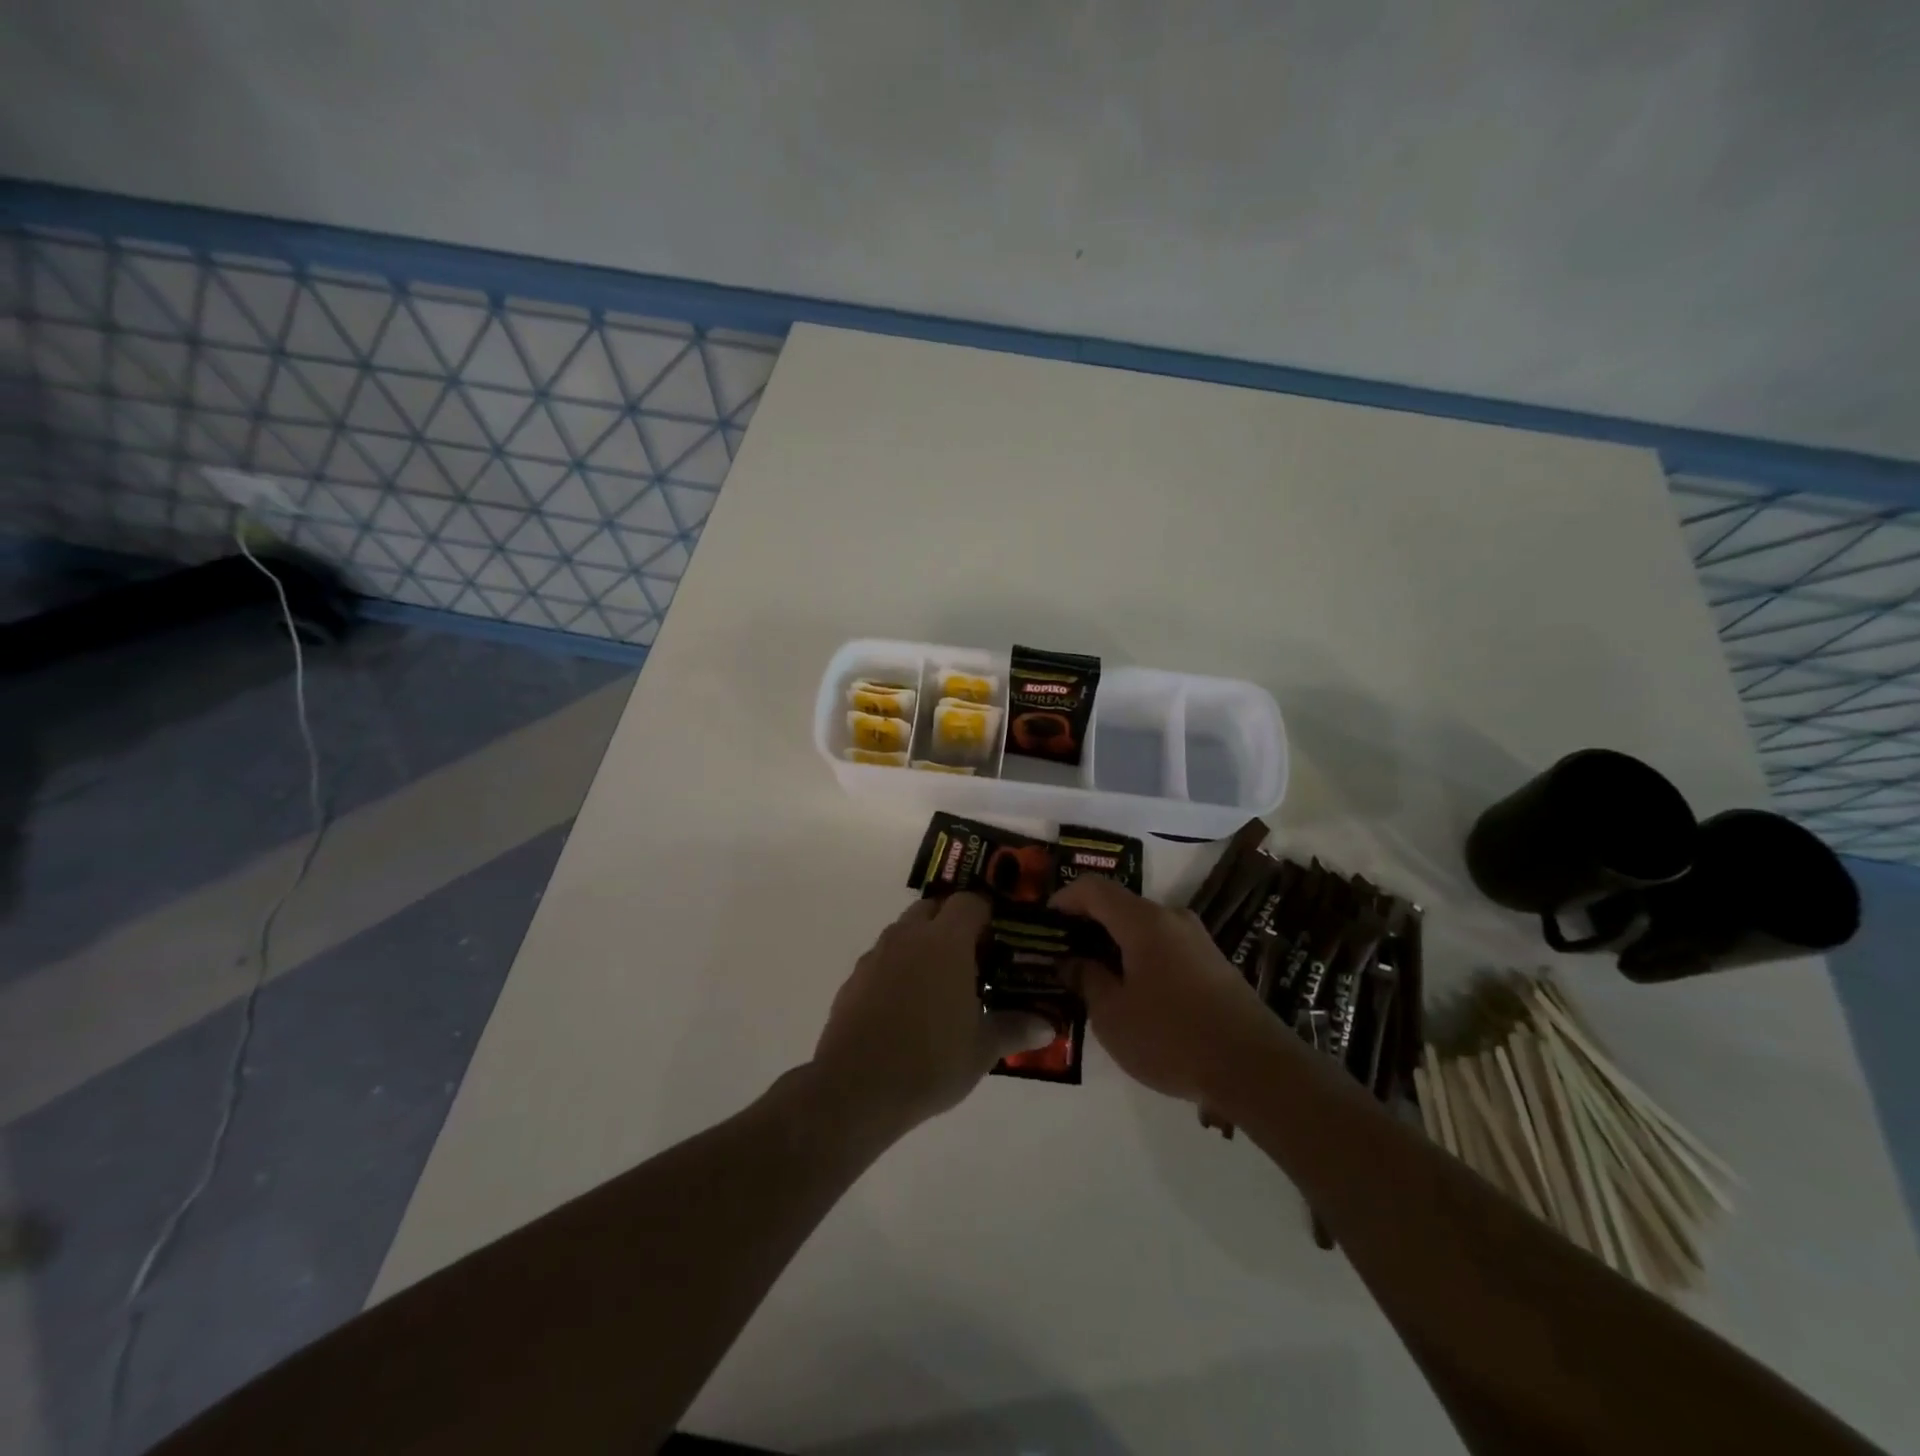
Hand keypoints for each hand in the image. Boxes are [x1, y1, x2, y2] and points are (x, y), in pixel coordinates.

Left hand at [810, 894, 1053, 1140]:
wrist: (856, 1088)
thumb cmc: (930, 1061)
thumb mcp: (982, 1049)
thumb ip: (1014, 1028)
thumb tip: (1048, 1026)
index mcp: (945, 942)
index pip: (969, 902)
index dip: (986, 914)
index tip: (999, 939)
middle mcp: (908, 937)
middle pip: (933, 908)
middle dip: (952, 922)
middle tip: (971, 957)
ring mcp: (876, 955)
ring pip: (904, 931)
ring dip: (922, 943)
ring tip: (939, 982)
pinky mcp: (854, 979)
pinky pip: (882, 958)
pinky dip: (897, 968)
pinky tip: (905, 1005)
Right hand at [1051, 876, 1274, 1103]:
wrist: (1256, 1069)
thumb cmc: (1172, 1037)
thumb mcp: (1113, 1016)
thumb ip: (1087, 980)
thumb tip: (1073, 962)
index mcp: (1143, 921)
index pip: (1094, 889)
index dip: (1064, 898)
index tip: (1044, 922)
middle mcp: (1172, 918)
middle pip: (1120, 906)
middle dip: (1088, 925)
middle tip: (1063, 954)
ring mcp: (1197, 940)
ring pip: (1143, 928)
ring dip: (1115, 944)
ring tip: (1094, 977)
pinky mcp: (1213, 964)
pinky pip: (1164, 947)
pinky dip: (1139, 958)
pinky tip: (1132, 992)